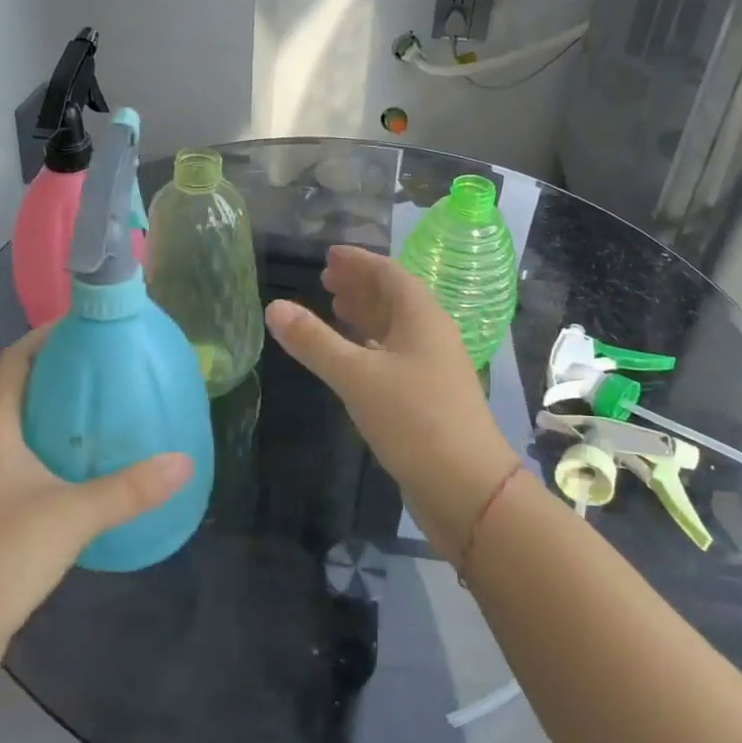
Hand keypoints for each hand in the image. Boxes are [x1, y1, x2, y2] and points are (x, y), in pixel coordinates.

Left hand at [0, 329, 192, 676]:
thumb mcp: (72, 515)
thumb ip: (130, 489)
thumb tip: (184, 461)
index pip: (12, 363)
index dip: (42, 337)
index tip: (85, 326)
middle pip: (17, 393)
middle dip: (58, 374)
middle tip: (108, 368)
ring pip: (21, 433)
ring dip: (56, 417)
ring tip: (105, 413)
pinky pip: (25, 470)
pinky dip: (54, 457)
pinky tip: (88, 473)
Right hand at [265, 246, 519, 554]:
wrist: (467, 488)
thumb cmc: (414, 420)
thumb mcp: (356, 376)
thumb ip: (314, 341)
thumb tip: (274, 306)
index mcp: (422, 317)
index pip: (389, 274)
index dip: (359, 261)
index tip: (329, 255)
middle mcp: (431, 335)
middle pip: (393, 298)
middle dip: (360, 285)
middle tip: (324, 280)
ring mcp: (432, 368)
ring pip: (395, 328)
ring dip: (365, 315)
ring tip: (334, 307)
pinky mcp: (428, 397)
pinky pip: (395, 355)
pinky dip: (370, 346)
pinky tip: (353, 355)